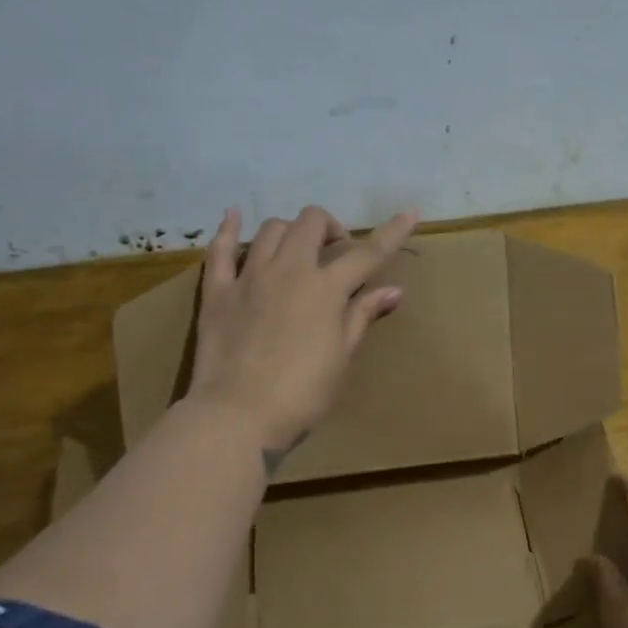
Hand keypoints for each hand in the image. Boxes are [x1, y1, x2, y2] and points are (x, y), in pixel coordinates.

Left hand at [187, 204, 417, 459]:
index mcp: (326, 288)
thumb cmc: (302, 393)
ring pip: (271, 229)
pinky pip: (220, 249)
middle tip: (336, 252)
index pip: (368, 253)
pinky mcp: (217, 291)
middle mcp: (289, 269)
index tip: (410, 212)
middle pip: (312, 223)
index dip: (392, 232)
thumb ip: (362, 316)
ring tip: (296, 250)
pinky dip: (228, 229)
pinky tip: (232, 216)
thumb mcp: (341, 357)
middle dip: (330, 228)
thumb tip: (393, 290)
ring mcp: (249, 276)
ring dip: (290, 231)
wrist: (238, 415)